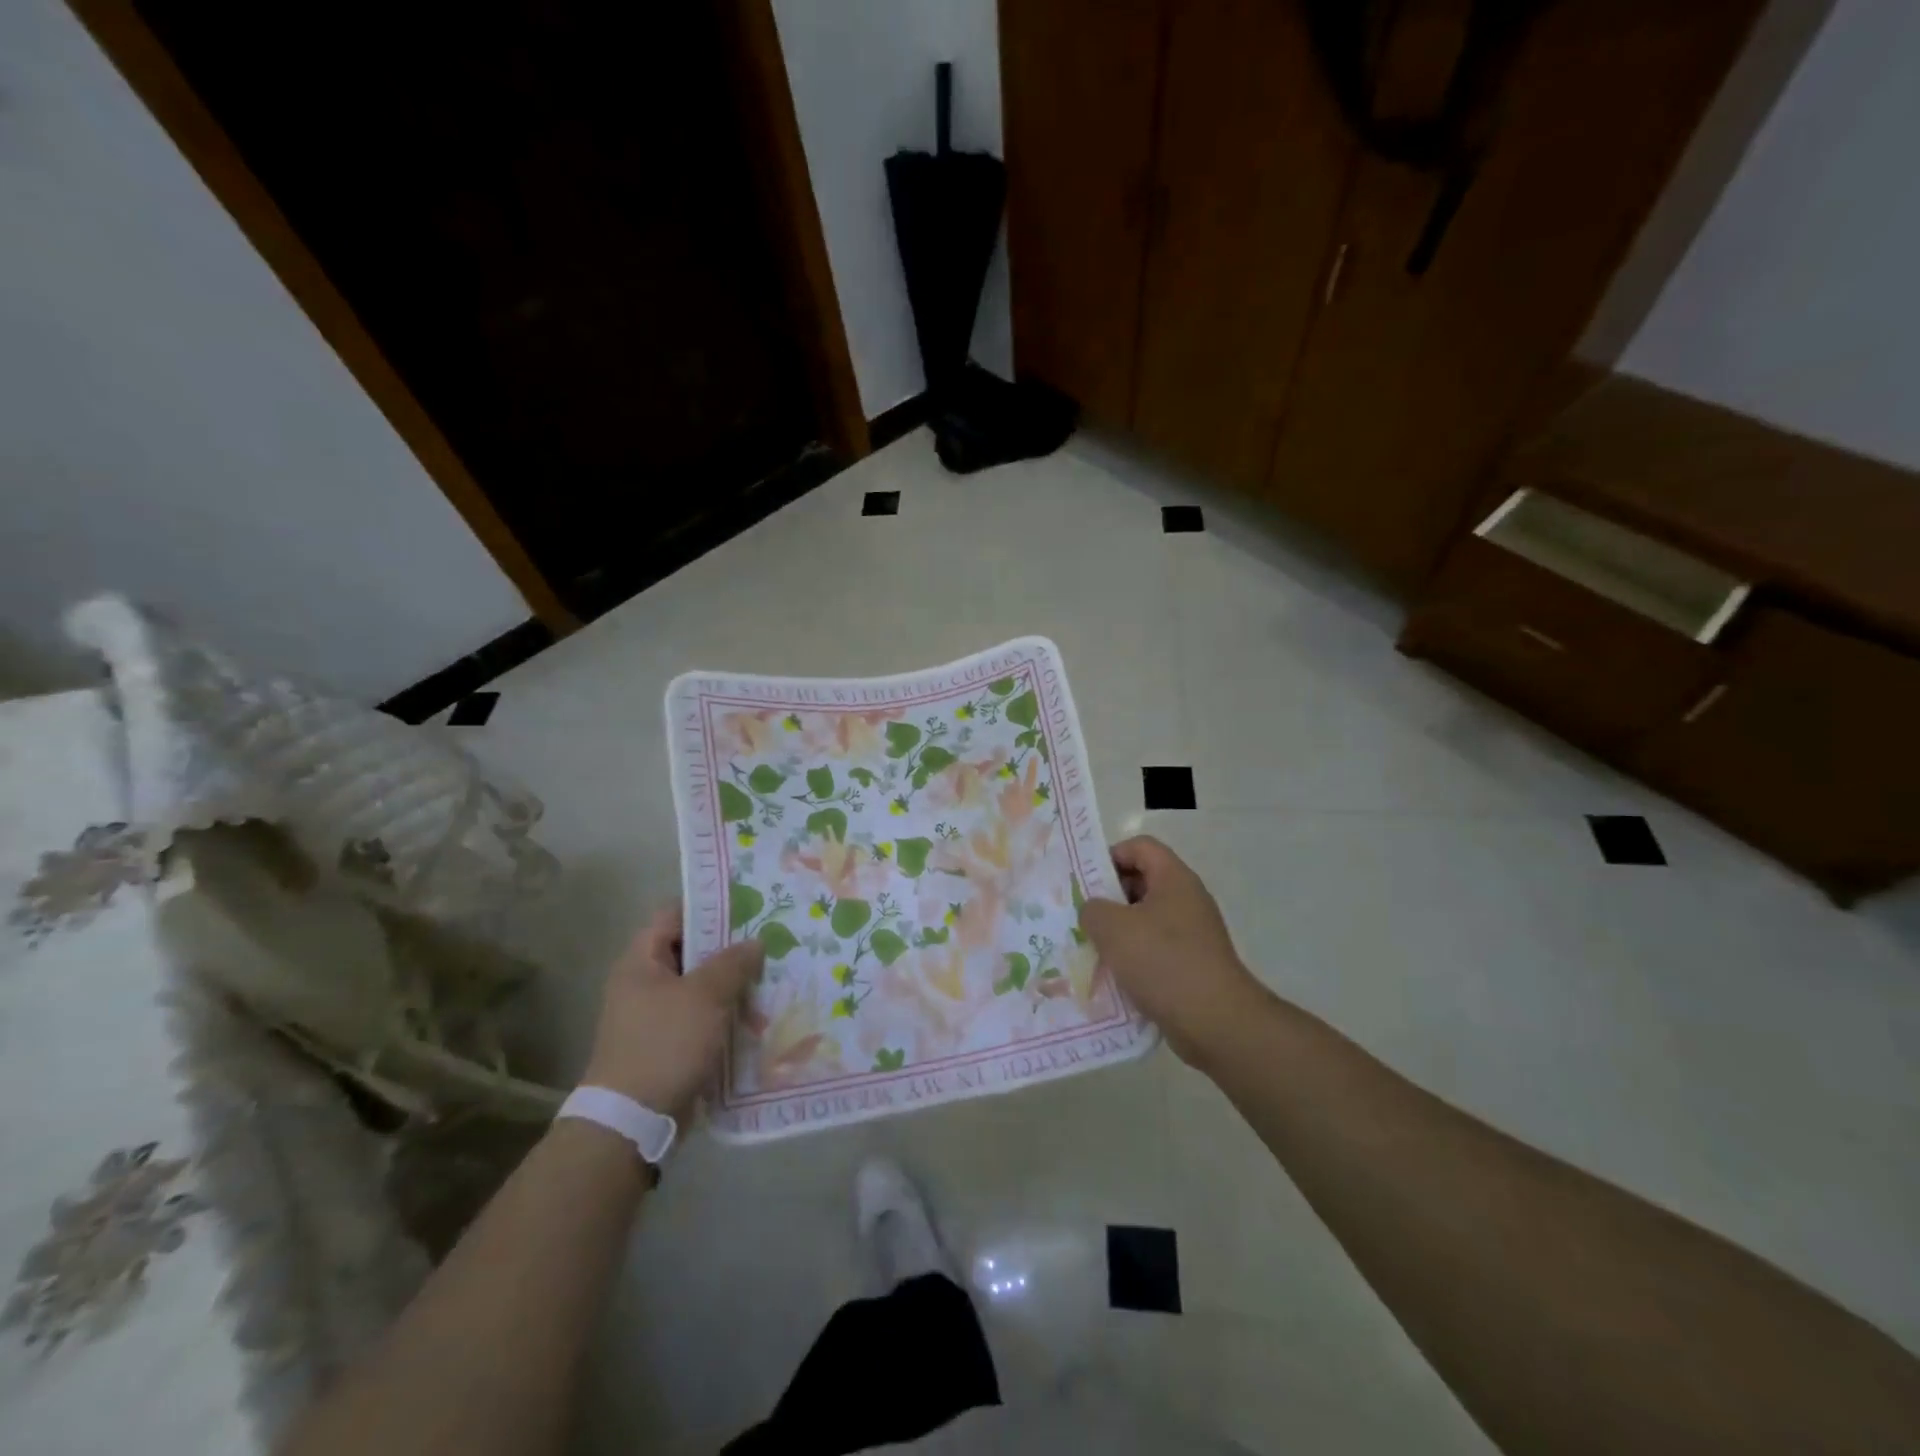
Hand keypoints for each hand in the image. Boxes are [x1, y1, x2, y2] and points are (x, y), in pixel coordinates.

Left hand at [581, 906, 763, 1120]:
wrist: (632, 1121)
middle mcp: (645, 983)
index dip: (709, 906)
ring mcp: (656, 1016)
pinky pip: (703, 1018)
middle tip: (770, 940)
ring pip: (701, 987)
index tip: (748, 903)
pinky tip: (760, 1015)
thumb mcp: (705, 996)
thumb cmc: (665, 1043)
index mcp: (642, 961)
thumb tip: (754, 941)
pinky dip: (727, 1015)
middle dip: (730, 948)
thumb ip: (732, 963)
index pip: (674, 914)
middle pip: (692, 951)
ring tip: (774, 976)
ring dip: (733, 984)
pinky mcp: (669, 1044)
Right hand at [1078, 835, 1268, 1067]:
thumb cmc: (1163, 962)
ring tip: (1090, 947)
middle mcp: (1187, 899)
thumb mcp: (1113, 928)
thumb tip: (1093, 910)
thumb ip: (1093, 909)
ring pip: (1146, 918)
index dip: (1110, 855)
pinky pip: (1155, 949)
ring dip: (1118, 930)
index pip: (1140, 847)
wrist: (1216, 1022)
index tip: (1085, 881)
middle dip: (1109, 896)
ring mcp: (1192, 933)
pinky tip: (1112, 976)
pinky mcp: (1192, 964)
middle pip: (1142, 881)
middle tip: (1082, 915)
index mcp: (1174, 879)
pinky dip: (1134, 957)